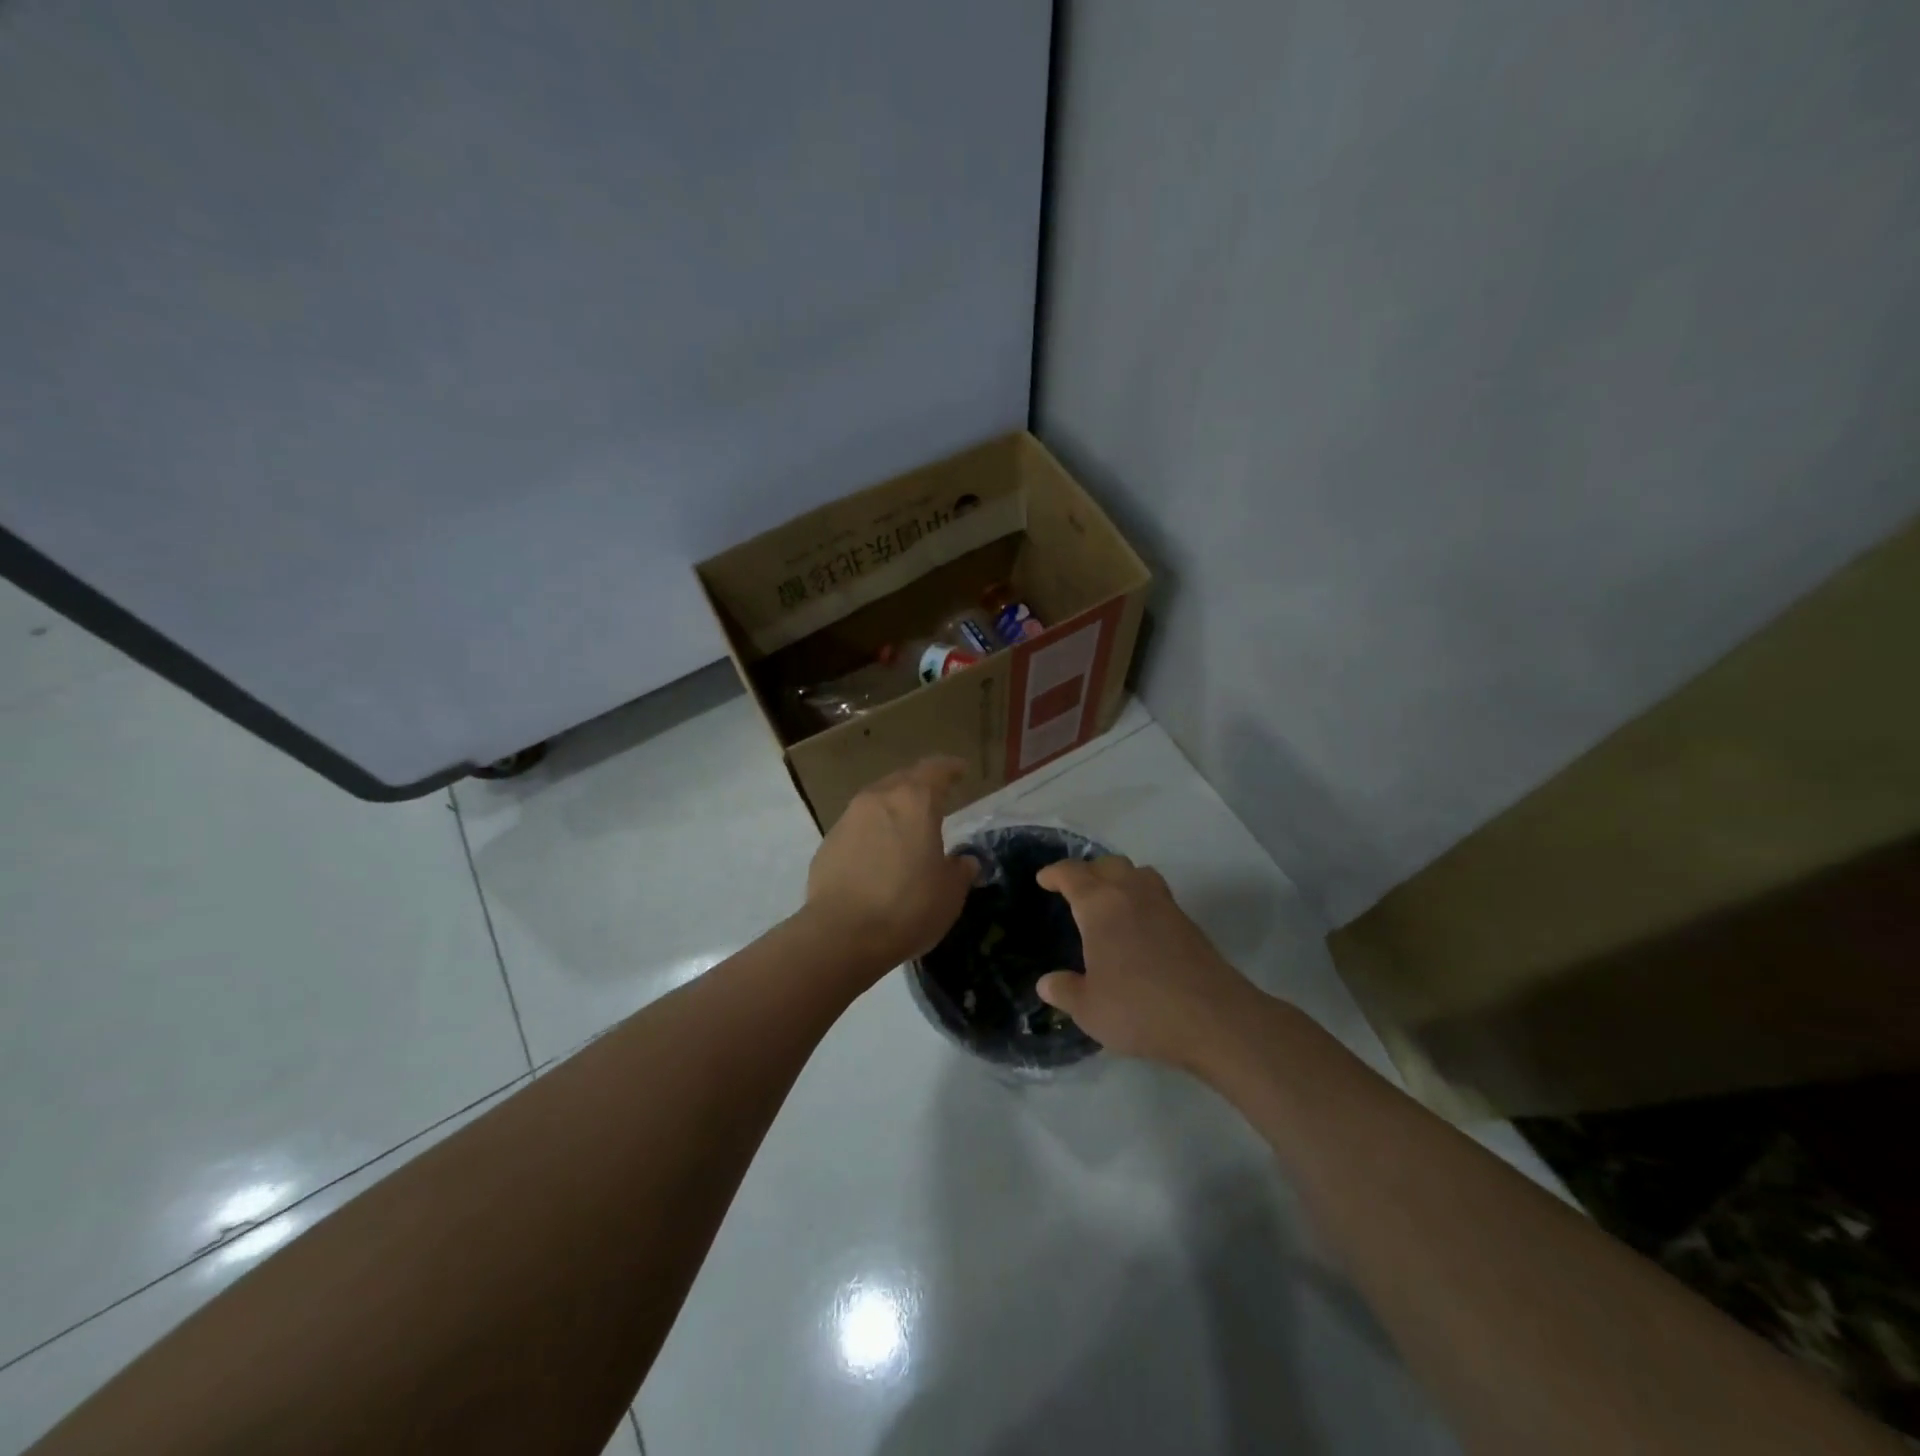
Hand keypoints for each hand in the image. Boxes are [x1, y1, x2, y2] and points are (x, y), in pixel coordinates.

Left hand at [805, 757, 977, 975]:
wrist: (841, 935)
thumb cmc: (907, 907)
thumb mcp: (950, 893)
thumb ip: (960, 870)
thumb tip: (963, 861)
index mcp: (914, 802)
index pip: (935, 770)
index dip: (950, 768)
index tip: (960, 770)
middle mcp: (878, 799)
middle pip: (903, 780)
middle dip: (920, 785)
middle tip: (935, 798)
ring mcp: (848, 819)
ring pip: (876, 801)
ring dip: (893, 809)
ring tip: (906, 828)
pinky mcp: (827, 843)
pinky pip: (857, 827)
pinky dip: (872, 833)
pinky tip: (879, 856)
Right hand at [1034, 856, 1261, 1070]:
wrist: (1213, 1018)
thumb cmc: (1140, 1009)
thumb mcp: (1089, 1009)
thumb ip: (1064, 991)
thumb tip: (1047, 983)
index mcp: (1100, 905)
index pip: (1072, 874)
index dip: (1054, 874)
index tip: (1043, 880)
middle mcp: (1131, 894)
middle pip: (1107, 864)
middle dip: (1087, 871)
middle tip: (1074, 890)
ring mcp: (1164, 905)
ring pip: (1137, 873)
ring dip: (1118, 878)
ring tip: (1108, 900)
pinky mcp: (1188, 922)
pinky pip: (1156, 893)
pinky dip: (1140, 897)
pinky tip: (1137, 925)